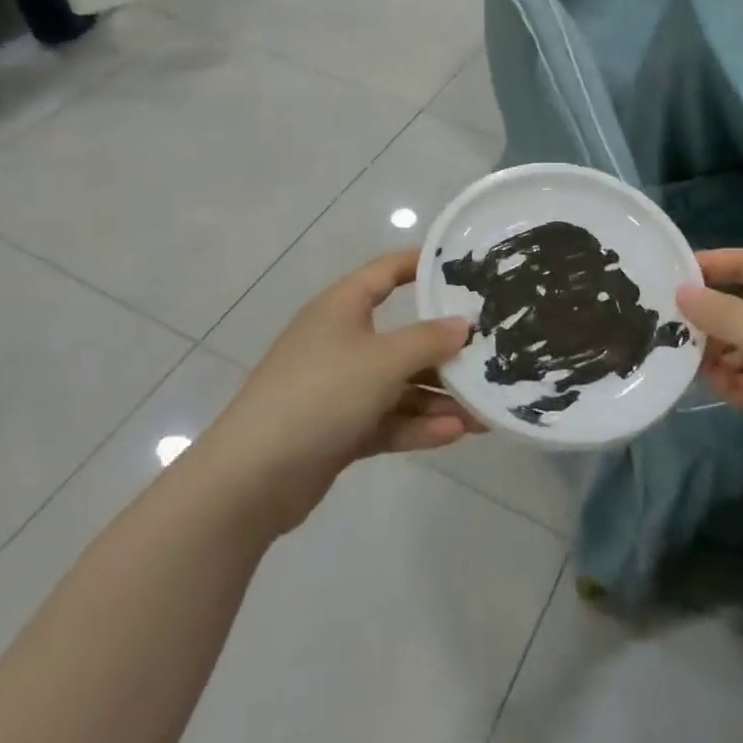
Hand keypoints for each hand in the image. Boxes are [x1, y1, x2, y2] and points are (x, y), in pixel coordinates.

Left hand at [206, 251, 480, 535]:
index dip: (422, 265)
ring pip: (399, 384)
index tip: (465, 269)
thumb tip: (464, 324)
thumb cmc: (320, 394)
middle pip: (402, 336)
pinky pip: (388, 418)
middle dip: (445, 351)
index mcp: (342, 308)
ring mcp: (339, 388)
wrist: (253, 477)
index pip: (387, 272)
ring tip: (484, 412)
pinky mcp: (339, 429)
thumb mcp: (382, 360)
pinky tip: (456, 434)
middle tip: (490, 356)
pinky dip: (418, 425)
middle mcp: (341, 341)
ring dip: (439, 397)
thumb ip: (429, 340)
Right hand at [676, 250, 742, 490]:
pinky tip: (716, 388)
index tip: (670, 273)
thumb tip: (681, 292)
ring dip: (715, 353)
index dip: (711, 264)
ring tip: (687, 361)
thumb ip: (722, 312)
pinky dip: (731, 382)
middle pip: (740, 306)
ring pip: (740, 345)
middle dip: (708, 316)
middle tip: (667, 325)